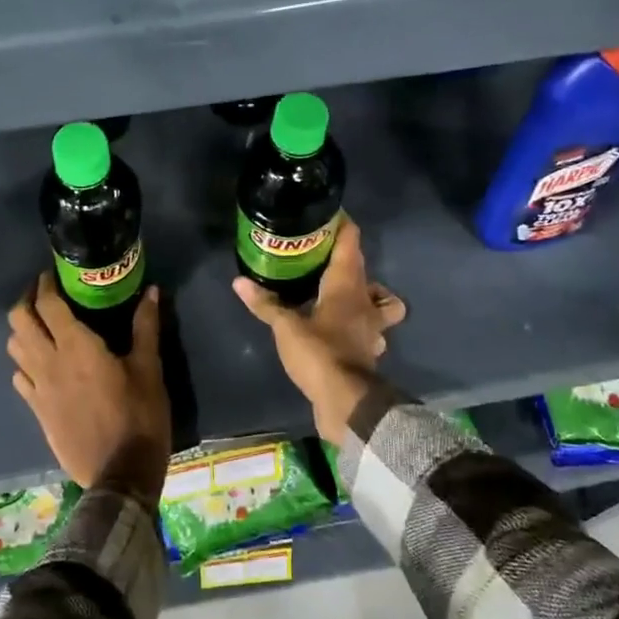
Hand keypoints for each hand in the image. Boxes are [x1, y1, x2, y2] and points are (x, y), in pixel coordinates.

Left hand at [8, 276, 170, 501]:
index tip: (52, 274)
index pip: (47, 305)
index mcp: (76, 347)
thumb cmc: (139, 416)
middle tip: (43, 294)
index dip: (45, 284)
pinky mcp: (37, 411)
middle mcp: (48, 363)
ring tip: (41, 325)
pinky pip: (20, 377)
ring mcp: (38, 389)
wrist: (120, 473)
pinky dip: (25, 362)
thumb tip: (150, 291)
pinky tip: (41, 364)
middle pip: (19, 321)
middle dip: (26, 300)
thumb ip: (146, 327)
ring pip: (14, 348)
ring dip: (22, 330)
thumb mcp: (149, 369)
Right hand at [233, 219, 405, 445]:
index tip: (328, 215)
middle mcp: (365, 301)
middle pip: (364, 270)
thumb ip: (266, 304)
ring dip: (366, 295)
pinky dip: (361, 326)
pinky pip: (370, 329)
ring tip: (339, 296)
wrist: (347, 402)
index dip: (343, 226)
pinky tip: (342, 330)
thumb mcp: (286, 327)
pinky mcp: (368, 351)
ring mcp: (372, 328)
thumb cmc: (319, 353)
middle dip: (347, 258)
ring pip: (380, 302)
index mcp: (347, 286)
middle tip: (321, 256)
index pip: (351, 243)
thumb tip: (239, 281)